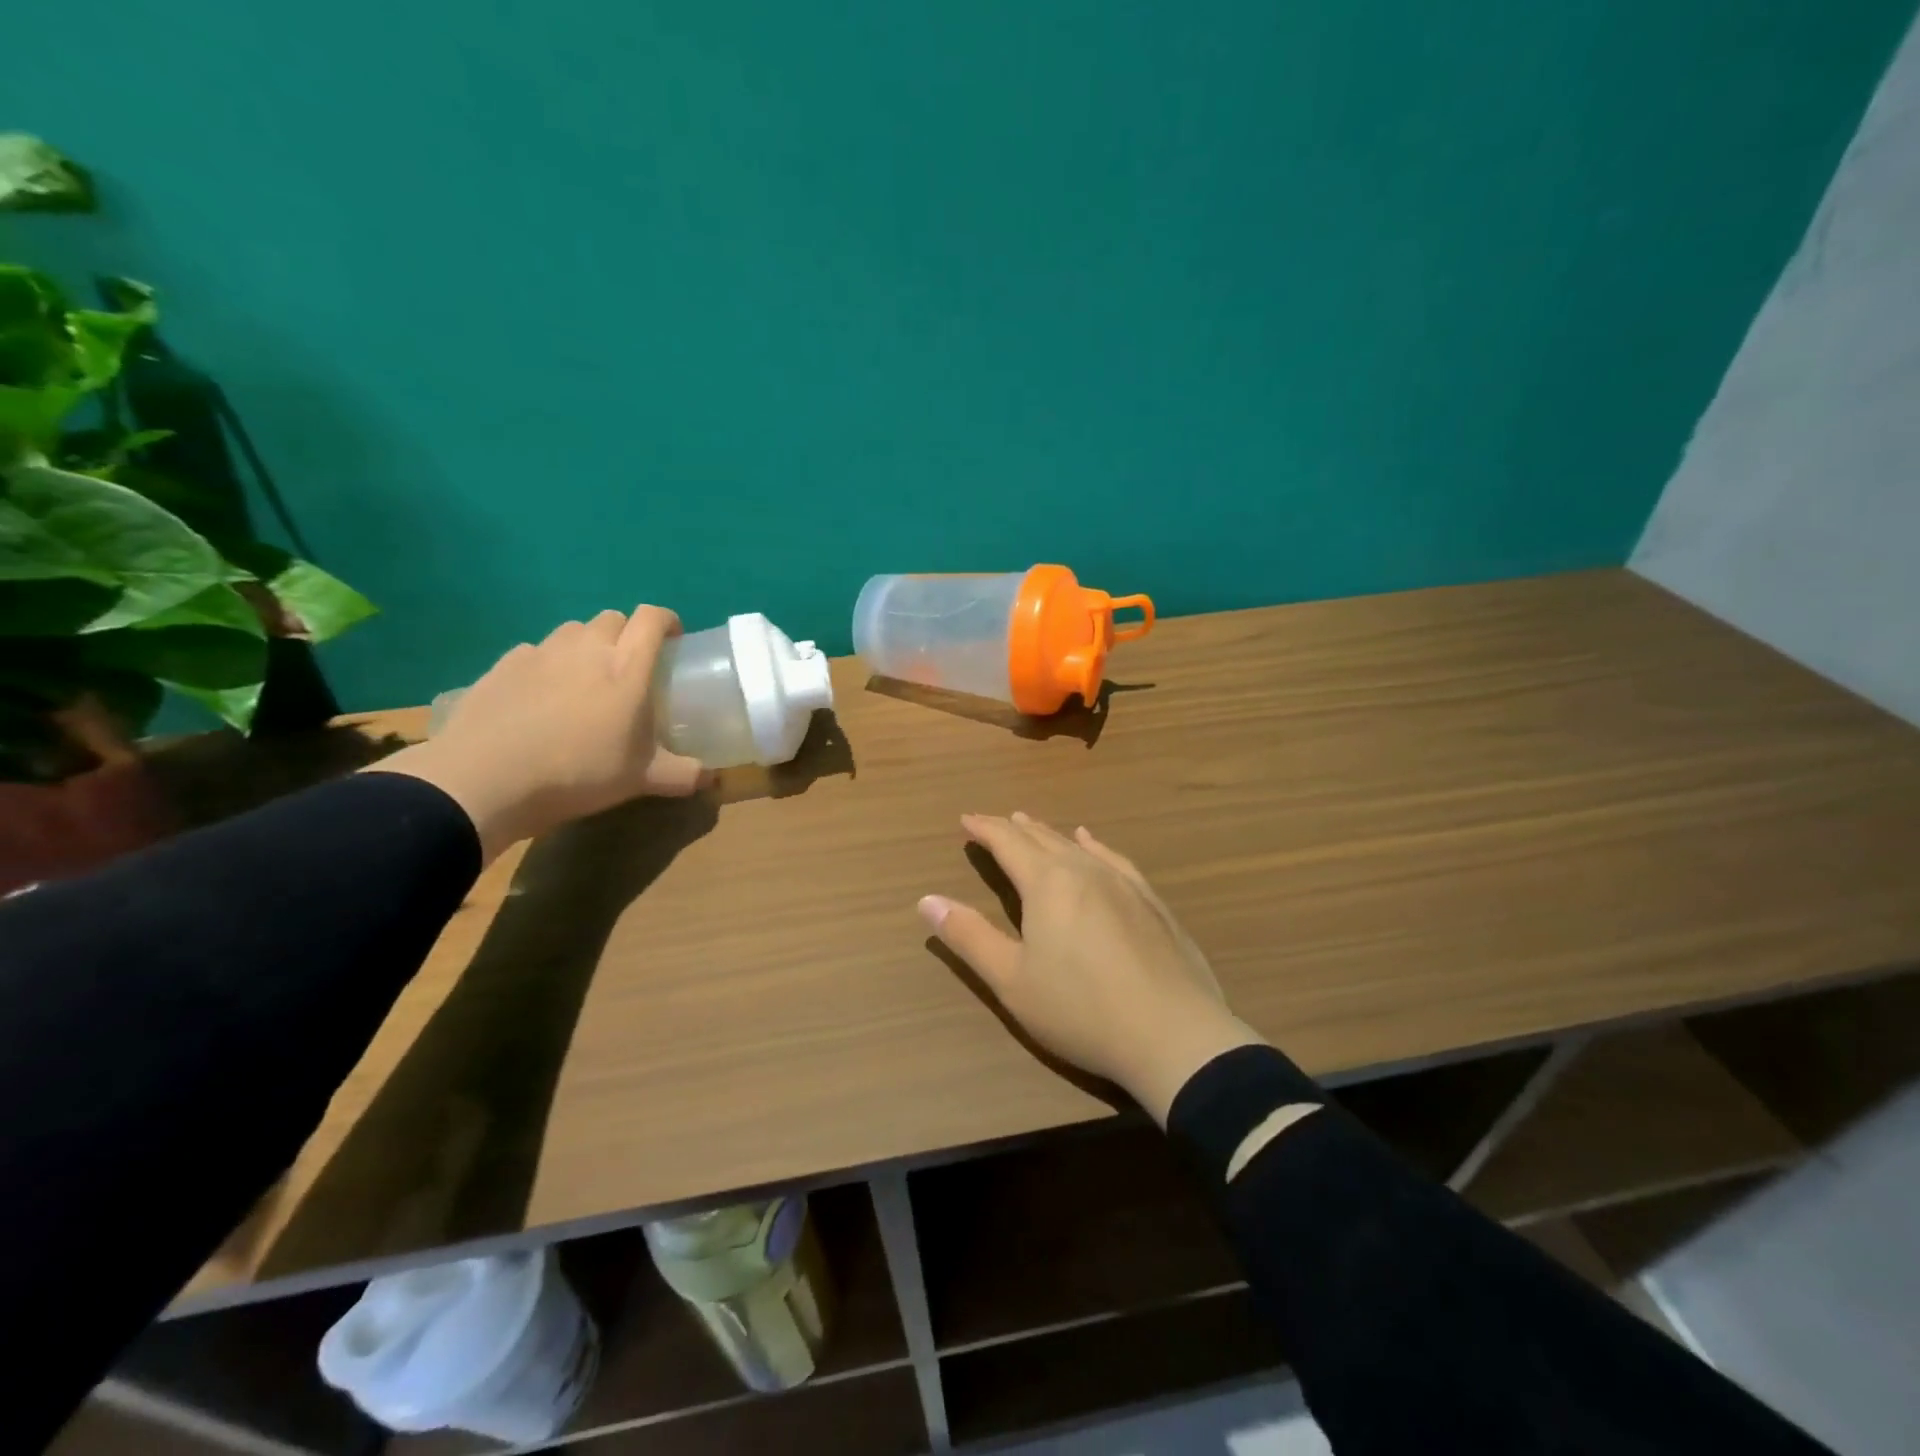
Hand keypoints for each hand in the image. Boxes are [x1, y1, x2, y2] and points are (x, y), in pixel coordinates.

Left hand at [372, 607, 706, 860]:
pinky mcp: (503, 665)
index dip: (667, 621)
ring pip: (572, 631)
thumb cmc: (578, 773)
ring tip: (585, 679)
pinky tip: (541, 696)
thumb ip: (684, 775)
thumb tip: (713, 779)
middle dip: (626, 634)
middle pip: (612, 618)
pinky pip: (535, 651)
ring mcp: (540, 653)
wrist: (486, 779)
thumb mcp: (642, 781)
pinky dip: (547, 664)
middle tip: (629, 668)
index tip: (673, 640)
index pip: (652, 618)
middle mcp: (586, 648)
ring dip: (586, 645)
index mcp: (626, 667)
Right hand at [919, 812, 1264, 1124]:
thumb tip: (926, 899)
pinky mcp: (1152, 902)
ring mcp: (1124, 883)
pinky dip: (1095, 846)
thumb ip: (968, 936)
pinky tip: (1093, 843)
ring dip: (1050, 834)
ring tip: (1034, 824)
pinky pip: (1114, 859)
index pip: (1008, 843)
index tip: (965, 819)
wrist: (1174, 1035)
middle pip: (1042, 838)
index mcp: (1048, 883)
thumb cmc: (1080, 1009)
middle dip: (1014, 828)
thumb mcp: (1011, 980)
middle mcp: (1085, 870)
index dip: (984, 828)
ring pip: (1078, 845)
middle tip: (994, 822)